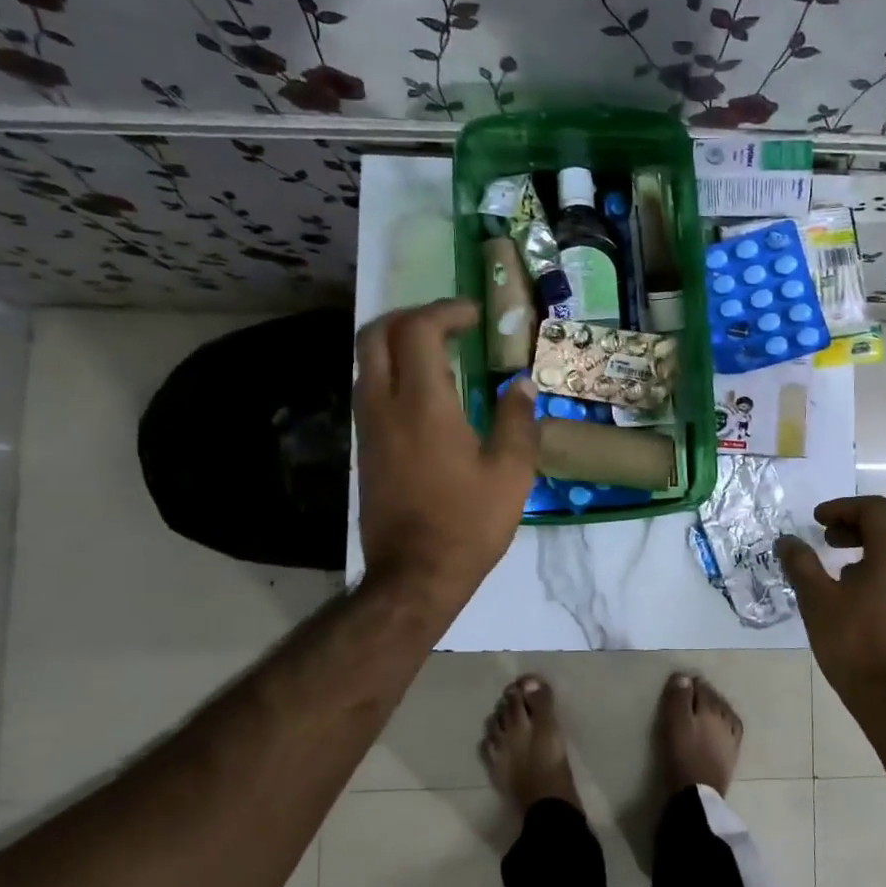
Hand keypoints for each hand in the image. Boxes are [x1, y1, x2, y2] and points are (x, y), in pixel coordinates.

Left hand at [354, 300, 537, 608]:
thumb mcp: (511, 473)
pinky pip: (370, 390)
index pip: (418, 331)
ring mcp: (368, 428)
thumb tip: (520, 384)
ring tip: (440, 354)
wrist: (415, 575)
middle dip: (409, 317)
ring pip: (366, 362)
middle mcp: (384, 406)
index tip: (474, 316)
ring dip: (398, 344)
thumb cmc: (469, 523)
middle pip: (375, 335)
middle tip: (448, 324)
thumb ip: (518, 420)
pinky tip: (427, 394)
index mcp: (423, 405)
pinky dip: (393, 373)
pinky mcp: (365, 449)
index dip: (445, 311)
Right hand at [779, 496, 885, 709]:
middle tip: (828, 540)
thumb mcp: (818, 600)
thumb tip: (786, 540)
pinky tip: (857, 596)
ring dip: (870, 548)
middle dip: (857, 525)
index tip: (817, 521)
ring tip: (839, 568)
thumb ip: (801, 564)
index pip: (874, 508)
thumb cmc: (856, 642)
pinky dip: (881, 569)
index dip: (842, 507)